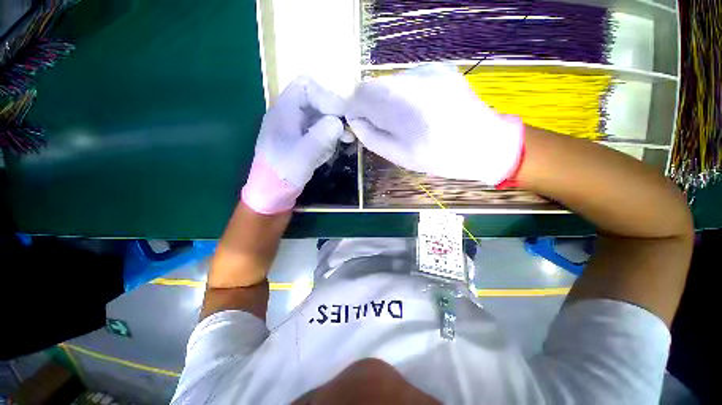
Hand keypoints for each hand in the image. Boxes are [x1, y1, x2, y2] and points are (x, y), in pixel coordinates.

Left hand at [242, 76, 344, 213]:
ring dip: (333, 127)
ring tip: (346, 140)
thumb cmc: (283, 172)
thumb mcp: (304, 153)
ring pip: (319, 117)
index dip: (326, 96)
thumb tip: (338, 123)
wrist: (271, 193)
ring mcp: (295, 129)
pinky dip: (328, 138)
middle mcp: (290, 116)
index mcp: (284, 111)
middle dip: (333, 114)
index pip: (306, 86)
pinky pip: (318, 132)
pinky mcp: (301, 142)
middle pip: (316, 101)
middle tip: (347, 130)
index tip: (342, 114)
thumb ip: (322, 134)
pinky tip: (333, 149)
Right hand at [346, 63, 524, 185]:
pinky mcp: (441, 70)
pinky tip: (416, 111)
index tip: (360, 123)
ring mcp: (429, 70)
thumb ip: (371, 136)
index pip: (362, 92)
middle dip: (371, 105)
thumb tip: (355, 120)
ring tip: (402, 121)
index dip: (356, 107)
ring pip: (392, 81)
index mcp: (402, 103)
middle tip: (381, 126)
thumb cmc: (439, 157)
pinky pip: (409, 80)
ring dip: (387, 100)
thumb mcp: (398, 155)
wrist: (484, 145)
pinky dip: (403, 95)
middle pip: (376, 84)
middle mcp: (414, 77)